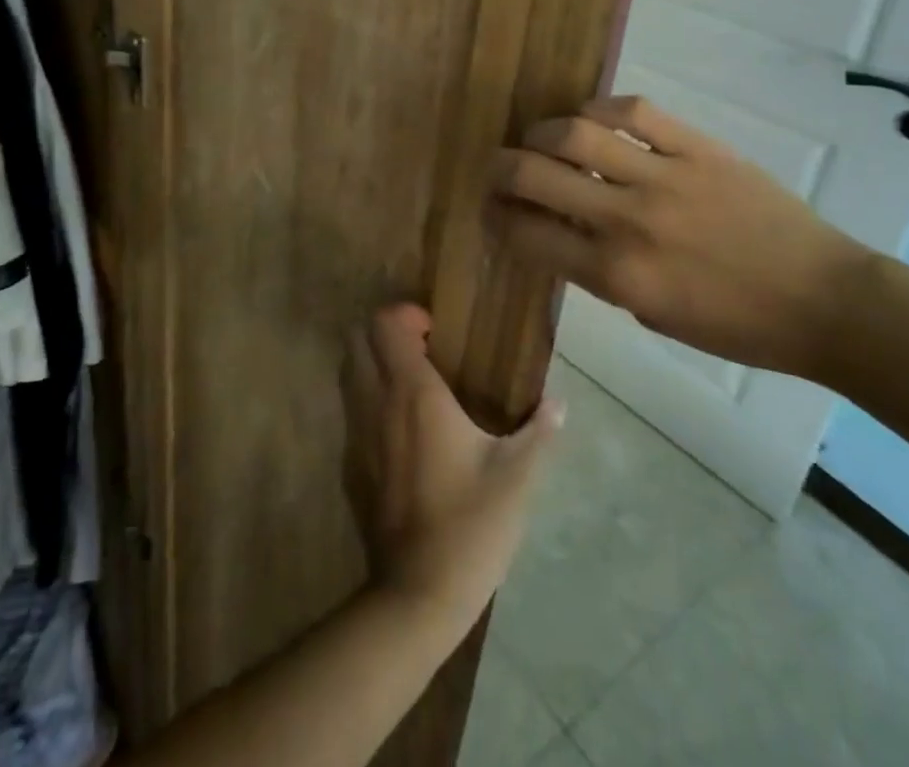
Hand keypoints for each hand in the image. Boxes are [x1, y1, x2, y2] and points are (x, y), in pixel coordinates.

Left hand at [344, 305, 562, 629]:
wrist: (418, 593)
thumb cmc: (471, 523)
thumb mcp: (516, 476)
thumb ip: (538, 432)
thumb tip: (558, 404)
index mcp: (414, 394)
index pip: (386, 325)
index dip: (405, 314)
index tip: (434, 331)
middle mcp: (377, 403)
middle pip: (358, 341)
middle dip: (384, 333)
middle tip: (423, 350)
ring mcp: (358, 435)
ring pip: (350, 375)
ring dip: (374, 366)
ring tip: (415, 386)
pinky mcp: (352, 466)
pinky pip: (353, 414)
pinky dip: (370, 404)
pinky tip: (405, 433)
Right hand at [488, 95, 872, 377]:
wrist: (821, 301)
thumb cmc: (733, 324)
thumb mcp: (649, 311)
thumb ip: (594, 269)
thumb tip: (554, 226)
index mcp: (615, 274)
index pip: (527, 234)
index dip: (496, 218)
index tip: (491, 209)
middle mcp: (628, 220)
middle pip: (535, 174)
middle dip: (500, 169)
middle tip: (499, 168)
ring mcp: (665, 176)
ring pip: (575, 132)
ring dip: (541, 132)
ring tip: (540, 138)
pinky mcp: (698, 148)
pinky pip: (634, 111)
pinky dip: (600, 108)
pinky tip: (591, 117)